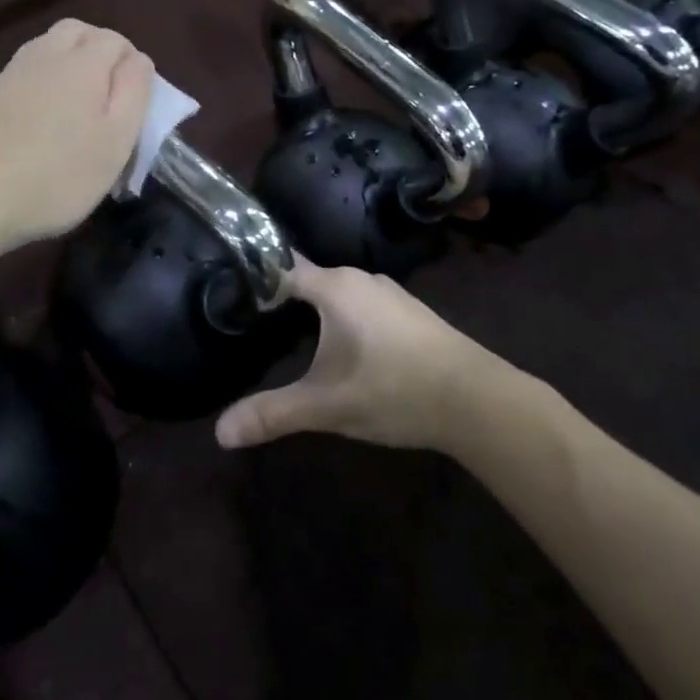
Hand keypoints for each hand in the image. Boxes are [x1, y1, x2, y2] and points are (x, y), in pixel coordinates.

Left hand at [0, 20, 153, 255]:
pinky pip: (27, 71)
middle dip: (100, 51)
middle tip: (110, 94)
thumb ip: (134, 92)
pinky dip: (44, 81)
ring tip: (79, 106)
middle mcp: (46, 55)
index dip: (133, 64)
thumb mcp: (116, 140)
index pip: (116, 40)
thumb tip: (138, 60)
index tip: (136, 102)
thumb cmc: (59, 174)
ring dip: (70, 63)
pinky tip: (45, 119)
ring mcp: (12, 73)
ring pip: (49, 47)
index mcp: (83, 62)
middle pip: (78, 32)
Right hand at [215, 260, 493, 452]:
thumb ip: (273, 414)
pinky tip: (338, 347)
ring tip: (285, 332)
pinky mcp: (408, 312)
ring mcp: (389, 293)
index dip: (254, 276)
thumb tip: (220, 433)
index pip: (281, 267)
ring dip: (314, 309)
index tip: (227, 289)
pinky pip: (360, 304)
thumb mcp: (327, 406)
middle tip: (250, 319)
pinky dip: (341, 318)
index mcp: (335, 287)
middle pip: (309, 279)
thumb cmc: (395, 390)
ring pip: (337, 293)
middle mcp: (360, 279)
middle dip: (281, 297)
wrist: (479, 400)